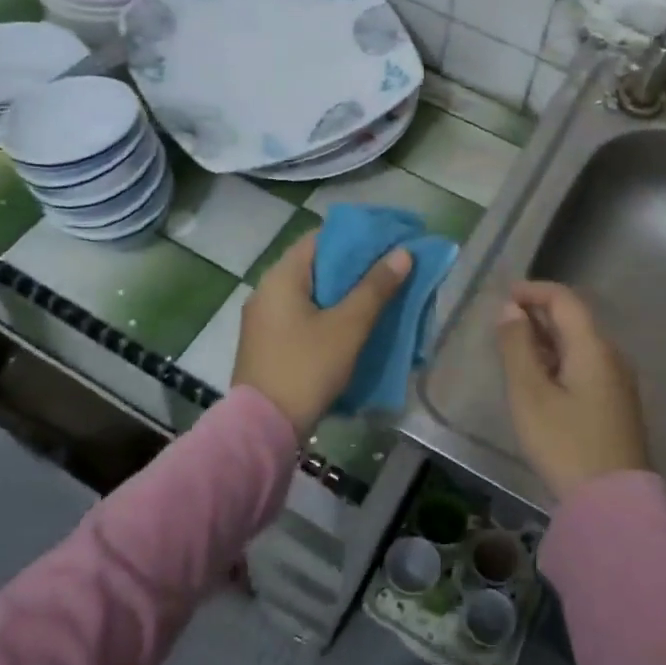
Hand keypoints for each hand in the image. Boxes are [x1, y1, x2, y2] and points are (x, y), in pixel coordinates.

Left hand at [233, 232, 412, 434]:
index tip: (388, 241)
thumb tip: (402, 253)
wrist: (263, 428)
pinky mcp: (268, 343)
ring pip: (311, 292)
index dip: (356, 236)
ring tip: (379, 296)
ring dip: (343, 292)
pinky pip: (302, 315)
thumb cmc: (306, 368)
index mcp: (281, 277)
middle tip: (391, 270)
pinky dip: (328, 313)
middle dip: (354, 266)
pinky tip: (352, 325)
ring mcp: (264, 319)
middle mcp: (267, 290)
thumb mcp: (348, 327)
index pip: (320, 237)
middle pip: (316, 264)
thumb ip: (375, 288)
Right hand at [496, 281, 649, 498]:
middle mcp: (611, 356)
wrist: (613, 503)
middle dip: (538, 313)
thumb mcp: (530, 393)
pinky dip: (560, 359)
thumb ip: (517, 346)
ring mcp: (618, 381)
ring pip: (580, 344)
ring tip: (516, 349)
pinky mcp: (617, 404)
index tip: (504, 296)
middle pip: (574, 319)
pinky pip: (586, 365)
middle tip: (504, 323)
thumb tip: (510, 310)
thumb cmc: (565, 442)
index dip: (533, 291)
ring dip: (548, 338)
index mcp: (593, 347)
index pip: (564, 300)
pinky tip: (540, 378)